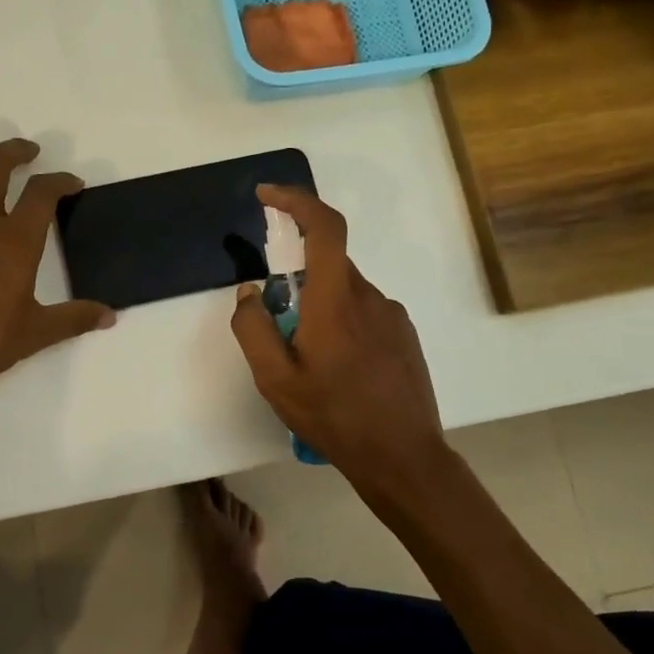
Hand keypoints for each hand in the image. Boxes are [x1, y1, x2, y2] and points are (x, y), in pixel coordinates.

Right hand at [230, 185, 447, 487]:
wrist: (403, 457)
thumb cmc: (335, 417)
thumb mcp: (275, 381)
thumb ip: (253, 329)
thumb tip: (250, 293)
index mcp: (336, 301)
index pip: (324, 227)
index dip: (296, 201)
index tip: (267, 196)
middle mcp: (369, 297)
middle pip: (328, 264)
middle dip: (297, 281)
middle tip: (280, 327)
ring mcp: (392, 316)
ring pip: (345, 291)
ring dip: (320, 309)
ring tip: (311, 363)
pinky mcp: (403, 334)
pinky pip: (364, 312)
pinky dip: (342, 324)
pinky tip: (339, 371)